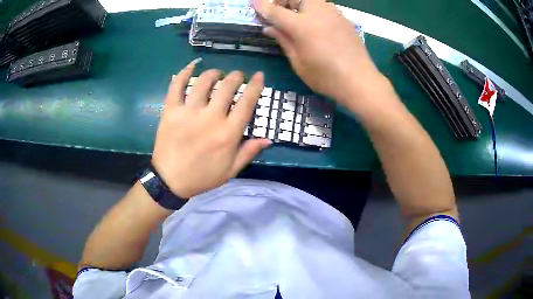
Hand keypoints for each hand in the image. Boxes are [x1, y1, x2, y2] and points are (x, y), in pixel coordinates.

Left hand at [152, 61, 271, 198]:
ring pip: (204, 81)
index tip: (259, 75)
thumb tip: (268, 139)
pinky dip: (184, 72)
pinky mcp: (171, 111)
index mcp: (228, 133)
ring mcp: (188, 112)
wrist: (170, 181)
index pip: (247, 102)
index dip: (255, 85)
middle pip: (227, 86)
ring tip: (216, 74)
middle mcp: (210, 118)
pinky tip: (192, 66)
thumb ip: (249, 152)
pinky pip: (176, 85)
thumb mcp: (230, 170)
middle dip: (236, 76)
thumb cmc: (202, 177)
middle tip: (237, 76)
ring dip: (214, 73)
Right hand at [253, 0, 384, 105]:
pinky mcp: (344, 18)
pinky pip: (324, 7)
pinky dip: (314, 10)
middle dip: (283, 1)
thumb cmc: (325, 76)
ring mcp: (333, 13)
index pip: (275, 10)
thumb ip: (283, 40)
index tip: (253, 2)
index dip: (262, 6)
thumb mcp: (298, 61)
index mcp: (301, 25)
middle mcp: (317, 12)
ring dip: (299, 4)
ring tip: (297, 19)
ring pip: (311, 0)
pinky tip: (316, 25)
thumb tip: (269, 28)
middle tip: (279, 14)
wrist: (360, 81)